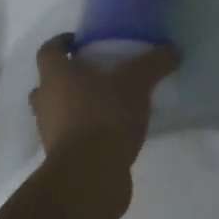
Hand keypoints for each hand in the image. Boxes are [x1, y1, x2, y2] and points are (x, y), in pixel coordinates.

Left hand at [29, 34, 179, 172]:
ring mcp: (50, 133)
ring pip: (57, 111)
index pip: (48, 50)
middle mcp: (45, 101)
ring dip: (75, 106)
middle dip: (68, 77)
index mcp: (55, 76)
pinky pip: (71, 136)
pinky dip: (85, 131)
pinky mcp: (61, 159)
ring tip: (107, 103)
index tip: (78, 41)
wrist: (90, 177)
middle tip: (95, 73)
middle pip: (49, 83)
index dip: (61, 42)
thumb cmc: (105, 116)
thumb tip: (173, 50)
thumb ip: (154, 63)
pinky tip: (111, 132)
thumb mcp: (137, 82)